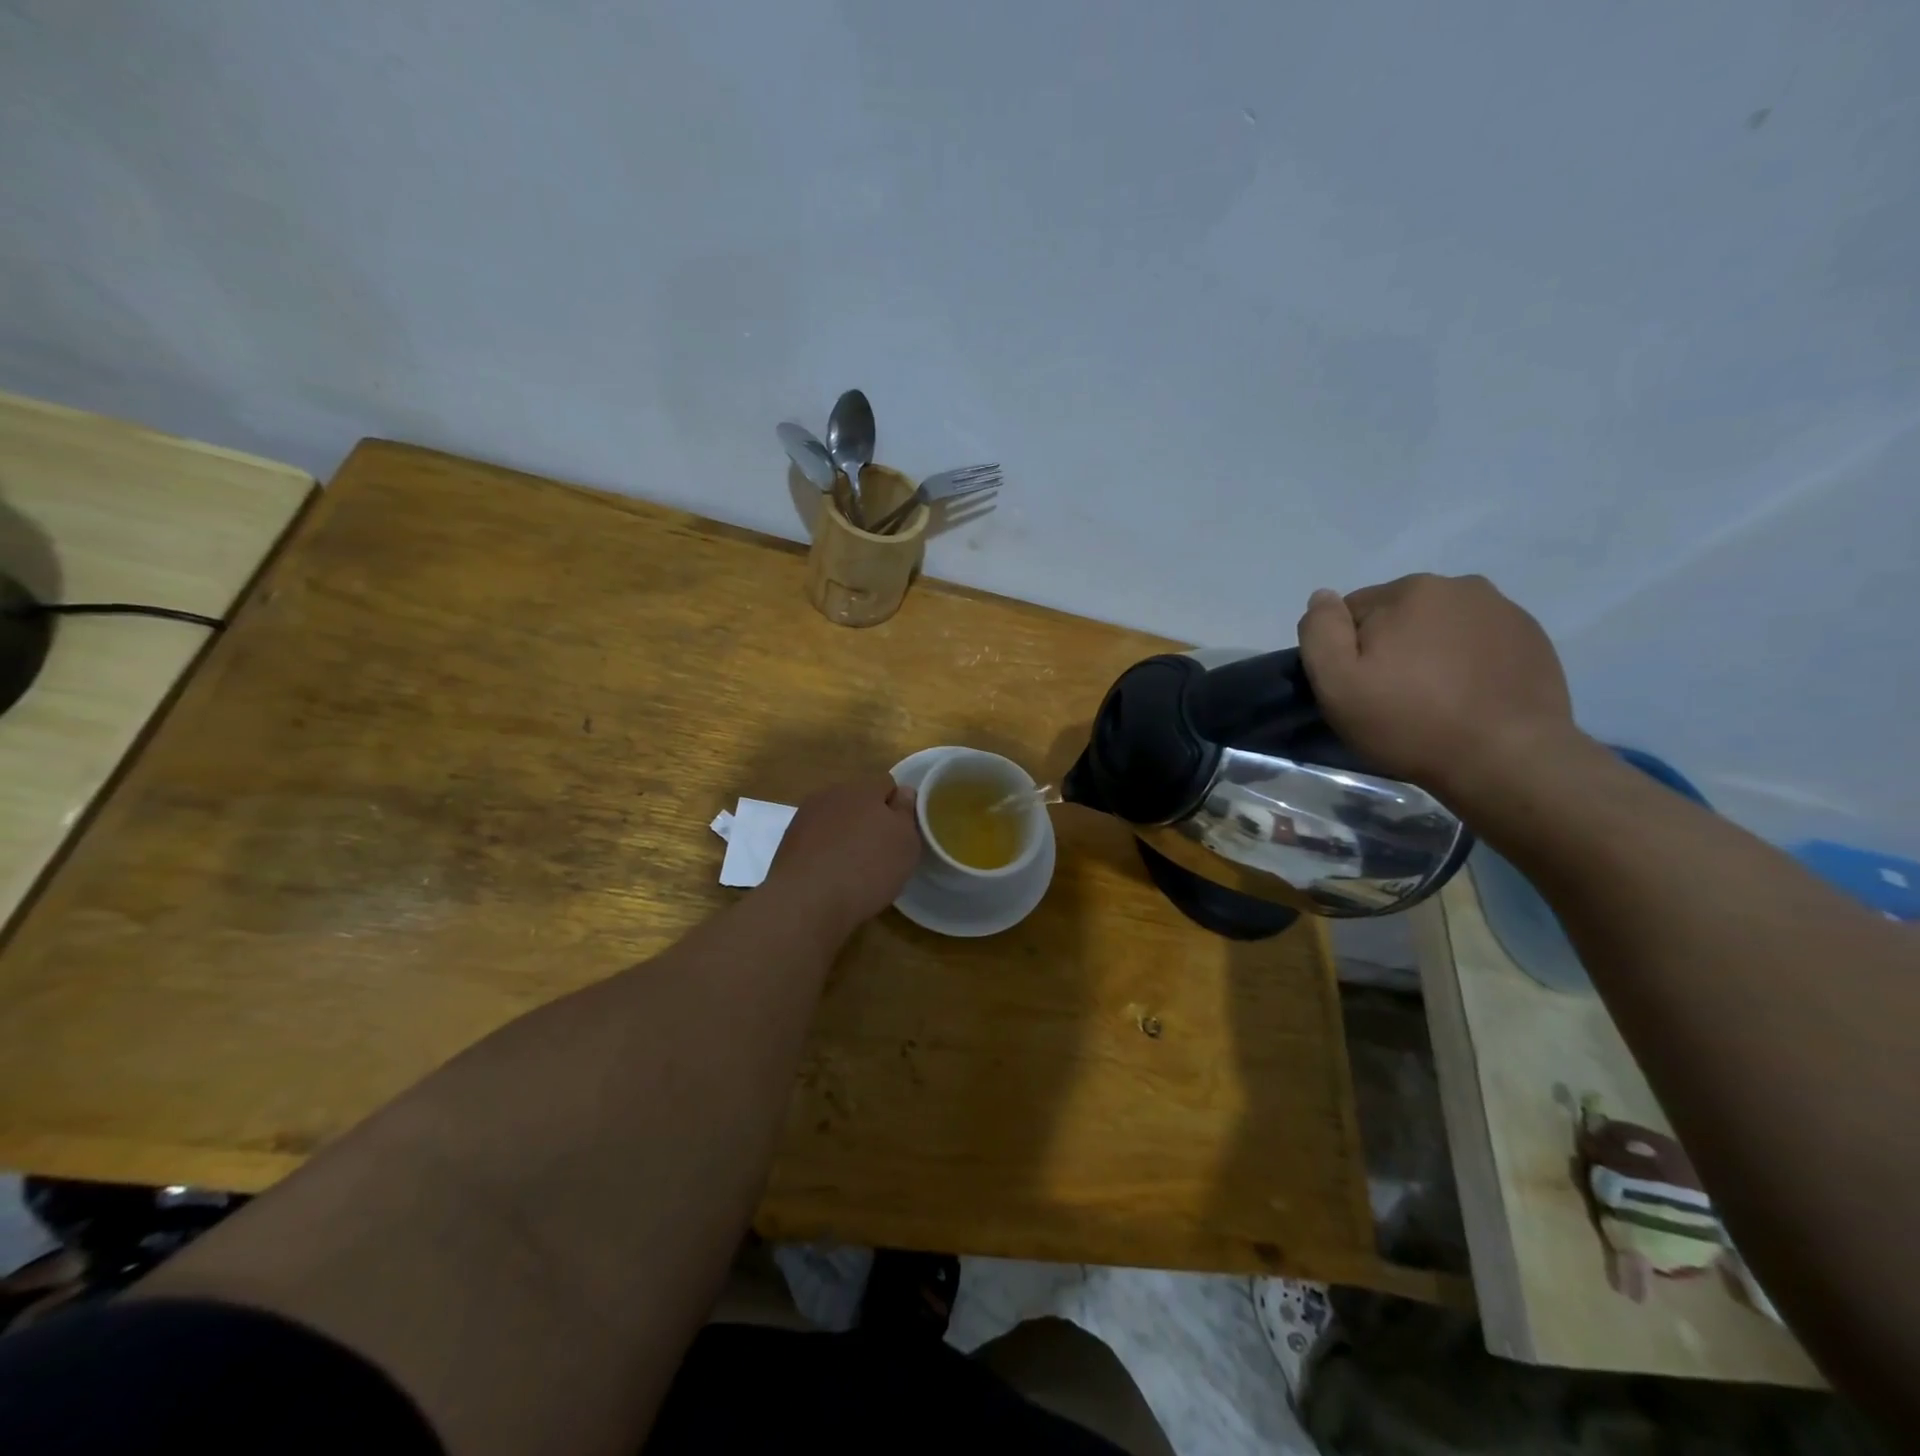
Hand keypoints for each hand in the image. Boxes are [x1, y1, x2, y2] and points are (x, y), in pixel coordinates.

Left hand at [764, 775, 922, 934]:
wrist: (808, 900)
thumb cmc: (868, 869)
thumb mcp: (905, 843)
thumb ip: (905, 813)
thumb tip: (902, 793)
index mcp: (864, 788)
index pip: (887, 785)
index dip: (897, 807)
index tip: (900, 834)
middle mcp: (833, 794)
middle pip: (858, 800)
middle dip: (869, 819)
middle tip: (879, 852)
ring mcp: (806, 815)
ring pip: (834, 818)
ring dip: (844, 834)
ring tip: (851, 867)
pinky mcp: (788, 840)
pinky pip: (815, 838)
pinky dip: (823, 850)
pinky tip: (828, 874)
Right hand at [1296, 574, 1583, 800]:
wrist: (1507, 759)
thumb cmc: (1410, 722)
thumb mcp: (1337, 683)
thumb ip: (1320, 632)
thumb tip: (1322, 598)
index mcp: (1408, 590)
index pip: (1352, 611)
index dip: (1347, 651)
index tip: (1359, 686)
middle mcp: (1459, 585)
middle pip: (1399, 614)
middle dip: (1390, 646)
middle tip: (1394, 695)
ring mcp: (1503, 610)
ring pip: (1440, 626)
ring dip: (1429, 651)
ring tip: (1435, 698)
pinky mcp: (1532, 638)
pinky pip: (1478, 641)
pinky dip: (1467, 661)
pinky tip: (1468, 696)